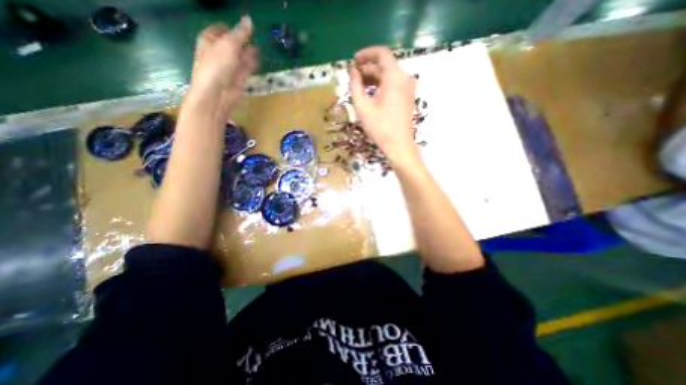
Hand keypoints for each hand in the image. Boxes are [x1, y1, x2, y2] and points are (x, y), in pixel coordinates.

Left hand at [190, 17, 256, 110]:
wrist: (218, 93)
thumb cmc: (218, 65)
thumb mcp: (229, 44)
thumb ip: (241, 33)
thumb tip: (249, 19)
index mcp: (209, 40)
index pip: (220, 30)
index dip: (231, 28)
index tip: (245, 27)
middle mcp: (219, 53)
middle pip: (232, 44)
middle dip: (242, 41)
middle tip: (255, 37)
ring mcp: (229, 67)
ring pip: (240, 57)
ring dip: (249, 53)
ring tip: (259, 48)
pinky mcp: (238, 79)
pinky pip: (245, 68)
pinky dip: (251, 64)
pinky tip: (258, 60)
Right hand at [351, 45, 420, 164]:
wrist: (398, 145)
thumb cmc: (379, 127)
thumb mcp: (363, 107)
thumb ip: (355, 85)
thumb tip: (352, 71)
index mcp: (394, 77)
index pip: (381, 53)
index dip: (366, 54)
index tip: (353, 61)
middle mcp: (405, 77)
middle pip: (385, 65)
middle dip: (368, 69)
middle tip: (353, 77)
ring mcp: (408, 87)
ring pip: (389, 75)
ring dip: (374, 77)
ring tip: (359, 86)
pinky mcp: (408, 96)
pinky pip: (393, 84)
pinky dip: (382, 85)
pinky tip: (371, 93)